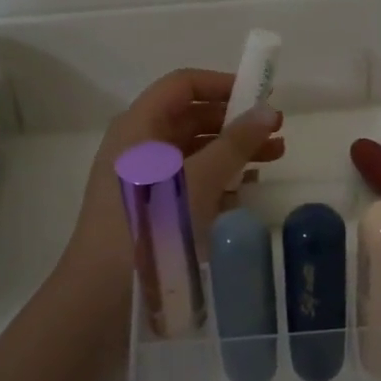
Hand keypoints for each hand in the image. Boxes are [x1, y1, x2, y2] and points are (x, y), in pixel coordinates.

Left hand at [65, 69, 283, 274]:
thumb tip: (269, 111)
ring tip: (273, 159)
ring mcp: (144, 180)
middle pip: (190, 117)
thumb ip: (236, 143)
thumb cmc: (151, 224)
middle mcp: (139, 146)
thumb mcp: (199, 179)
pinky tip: (248, 191)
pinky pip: (191, 182)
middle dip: (235, 121)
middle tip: (275, 132)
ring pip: (194, 151)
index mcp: (139, 127)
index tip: (261, 96)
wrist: (105, 296)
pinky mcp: (152, 210)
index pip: (182, 85)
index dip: (222, 84)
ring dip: (233, 151)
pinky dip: (220, 179)